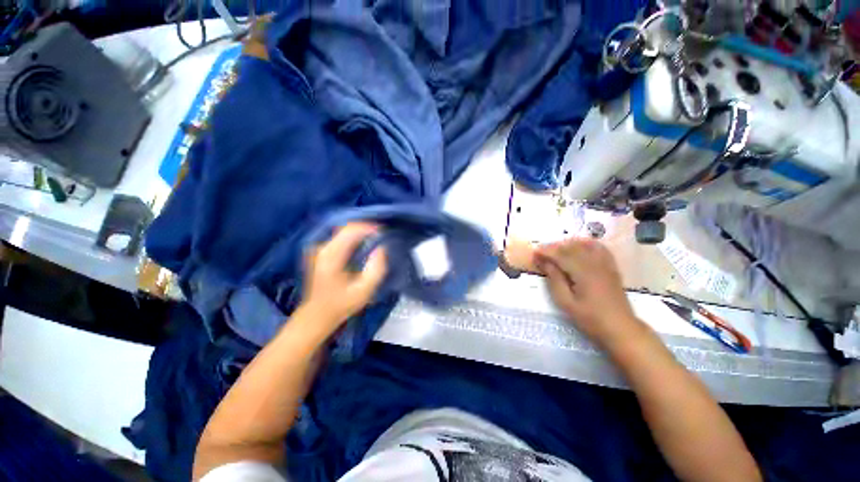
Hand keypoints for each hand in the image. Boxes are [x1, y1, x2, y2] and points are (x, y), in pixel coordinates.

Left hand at [300, 223, 387, 336]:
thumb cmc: (342, 304)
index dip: (369, 228)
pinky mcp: (320, 251)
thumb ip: (376, 269)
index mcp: (331, 256)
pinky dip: (353, 237)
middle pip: (346, 227)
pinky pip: (339, 236)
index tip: (384, 233)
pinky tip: (362, 244)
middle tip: (382, 235)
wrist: (317, 314)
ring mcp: (319, 248)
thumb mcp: (364, 291)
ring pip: (343, 230)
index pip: (351, 231)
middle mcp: (322, 248)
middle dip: (366, 228)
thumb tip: (381, 248)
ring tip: (375, 238)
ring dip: (360, 231)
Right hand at [535, 238, 641, 346]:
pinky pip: (599, 248)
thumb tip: (543, 262)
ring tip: (556, 250)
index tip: (534, 253)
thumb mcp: (566, 302)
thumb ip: (554, 279)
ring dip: (568, 244)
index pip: (561, 255)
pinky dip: (587, 243)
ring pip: (585, 245)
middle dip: (554, 247)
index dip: (546, 251)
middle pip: (572, 247)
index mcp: (583, 272)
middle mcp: (595, 264)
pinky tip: (579, 245)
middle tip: (540, 252)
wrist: (620, 328)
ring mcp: (605, 264)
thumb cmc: (590, 318)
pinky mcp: (611, 267)